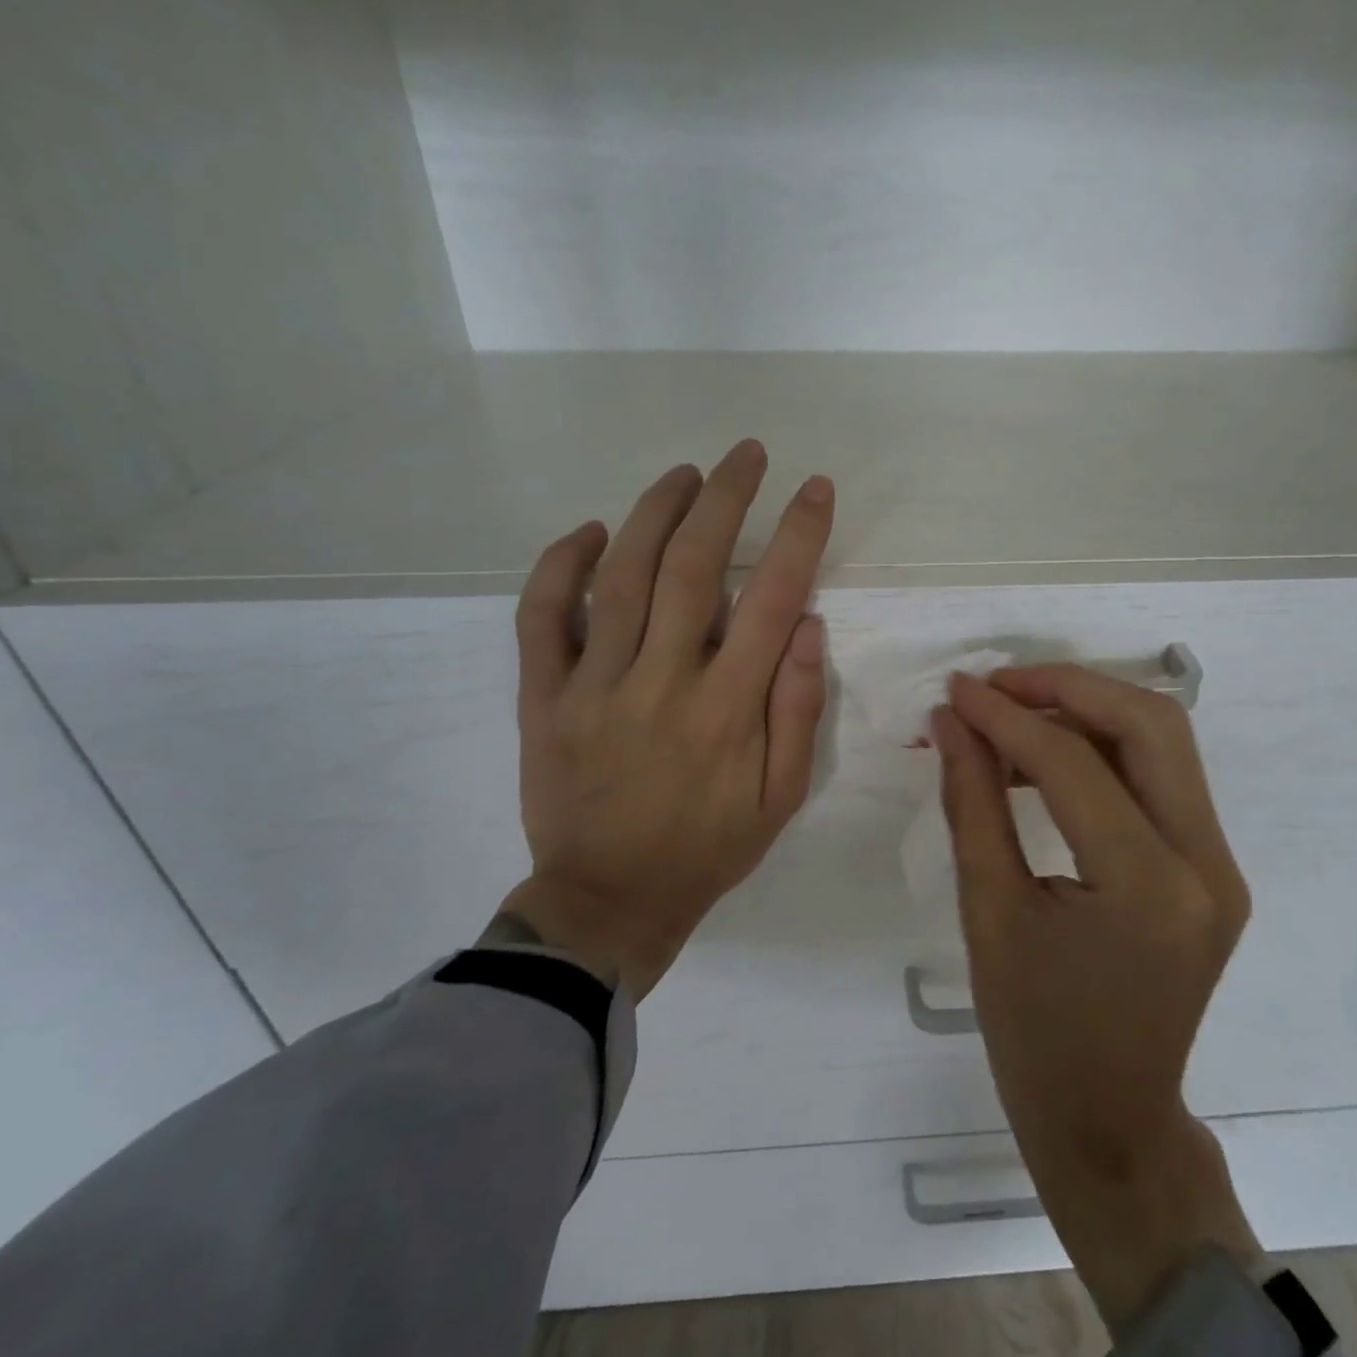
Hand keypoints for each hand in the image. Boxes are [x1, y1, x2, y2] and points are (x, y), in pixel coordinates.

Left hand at [496, 441, 834, 997]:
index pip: (771, 599)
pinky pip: (542, 617)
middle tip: (745, 454)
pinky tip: (588, 531)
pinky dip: (559, 565)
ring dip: (654, 512)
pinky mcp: (543, 698)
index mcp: (727, 710)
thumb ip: (796, 708)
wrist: (608, 901)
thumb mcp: (781, 796)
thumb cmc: (708, 850)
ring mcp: (594, 687)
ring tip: (684, 475)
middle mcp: (661, 683)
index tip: (814, 488)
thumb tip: (806, 623)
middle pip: (692, 566)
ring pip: (620, 575)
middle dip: (725, 498)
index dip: (798, 535)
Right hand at [933, 666, 1258, 1329]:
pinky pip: (1160, 779)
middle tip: (996, 686)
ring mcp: (1220, 866)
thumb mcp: (988, 913)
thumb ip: (972, 803)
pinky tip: (1043, 761)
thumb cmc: (1034, 1034)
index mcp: (1148, 888)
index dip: (1006, 716)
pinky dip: (1102, 751)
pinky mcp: (1212, 868)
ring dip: (1087, 710)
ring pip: (1163, 741)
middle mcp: (1206, 864)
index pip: (1074, 763)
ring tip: (1010, 718)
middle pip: (1150, 724)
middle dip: (1067, 687)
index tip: (957, 690)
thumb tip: (952, 722)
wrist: (1111, 1120)